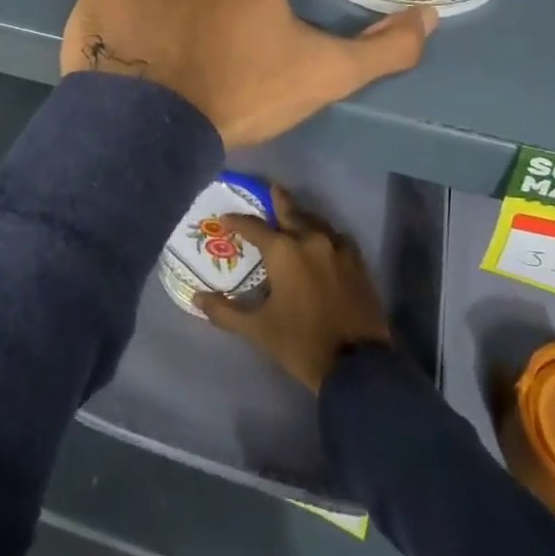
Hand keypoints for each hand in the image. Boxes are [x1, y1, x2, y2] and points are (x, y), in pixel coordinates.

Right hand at [199, 185, 392, 390]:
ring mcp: (337, 248)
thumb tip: (197, 300)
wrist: (357, 365)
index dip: (237, 221)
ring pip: (315, 221)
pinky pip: (336, 237)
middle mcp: (310, 239)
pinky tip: (322, 242)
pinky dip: (324, 234)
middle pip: (290, 210)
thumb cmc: (301, 343)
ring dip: (302, 217)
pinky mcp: (357, 261)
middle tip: (270, 189)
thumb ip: (225, 312)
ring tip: (293, 218)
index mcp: (283, 251)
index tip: (225, 219)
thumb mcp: (258, 330)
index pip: (253, 226)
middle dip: (277, 200)